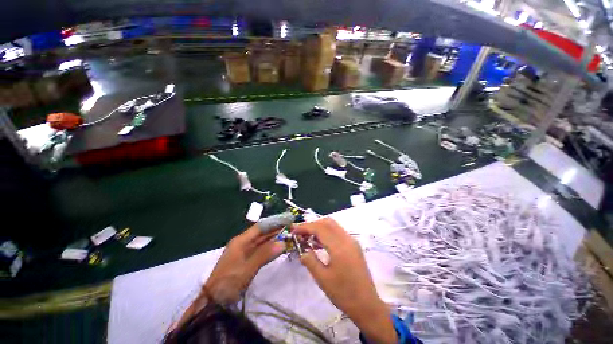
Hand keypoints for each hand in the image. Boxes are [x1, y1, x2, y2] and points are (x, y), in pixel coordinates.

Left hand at [204, 224, 285, 303]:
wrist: (212, 302)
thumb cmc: (228, 283)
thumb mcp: (247, 268)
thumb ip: (265, 254)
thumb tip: (283, 243)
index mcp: (241, 241)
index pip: (260, 227)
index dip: (274, 222)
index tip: (287, 220)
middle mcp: (243, 243)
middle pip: (262, 233)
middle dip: (276, 230)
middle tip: (291, 228)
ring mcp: (244, 252)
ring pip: (262, 242)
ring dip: (274, 239)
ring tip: (288, 236)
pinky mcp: (246, 260)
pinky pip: (261, 250)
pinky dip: (270, 248)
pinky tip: (279, 248)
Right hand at [292, 218, 396, 343]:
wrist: (367, 305)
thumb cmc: (344, 294)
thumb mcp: (322, 279)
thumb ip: (310, 261)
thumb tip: (302, 250)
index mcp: (339, 247)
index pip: (320, 228)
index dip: (305, 227)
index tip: (294, 230)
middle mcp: (347, 239)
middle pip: (327, 222)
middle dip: (312, 225)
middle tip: (300, 233)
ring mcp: (352, 241)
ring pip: (333, 226)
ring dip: (320, 228)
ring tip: (308, 238)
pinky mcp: (354, 245)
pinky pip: (338, 232)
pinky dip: (327, 233)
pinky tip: (320, 243)